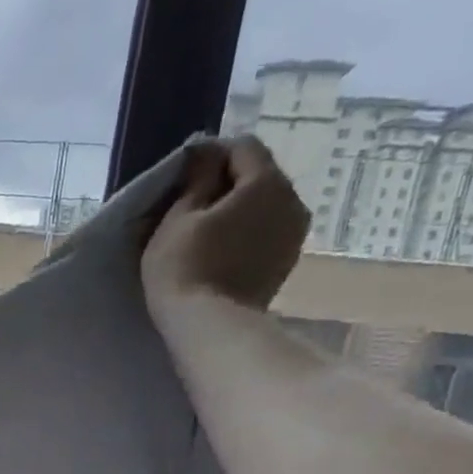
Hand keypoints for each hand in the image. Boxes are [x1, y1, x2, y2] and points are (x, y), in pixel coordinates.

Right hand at [140, 136, 308, 311]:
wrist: (209, 325)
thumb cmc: (185, 266)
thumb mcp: (178, 216)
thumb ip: (197, 179)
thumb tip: (207, 154)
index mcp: (267, 183)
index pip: (243, 147)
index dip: (211, 155)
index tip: (184, 177)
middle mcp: (292, 201)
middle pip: (259, 175)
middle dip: (227, 182)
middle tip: (190, 205)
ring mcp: (295, 234)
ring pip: (264, 205)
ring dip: (238, 209)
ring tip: (205, 230)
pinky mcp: (286, 261)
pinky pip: (266, 231)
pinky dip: (246, 232)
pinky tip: (221, 250)